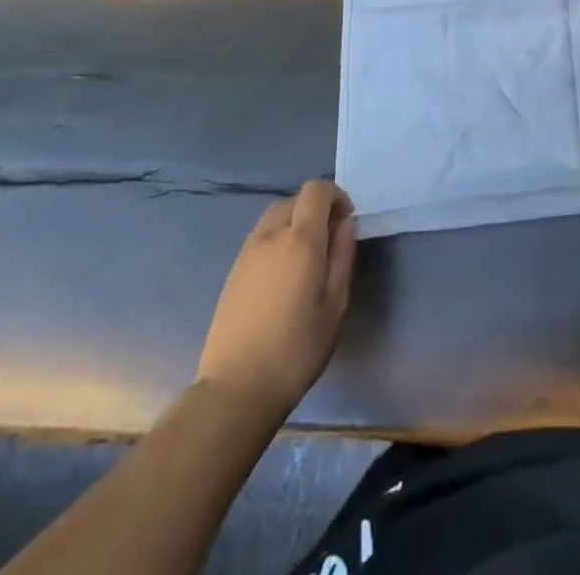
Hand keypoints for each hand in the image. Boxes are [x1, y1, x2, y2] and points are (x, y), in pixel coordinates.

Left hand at [197, 180, 355, 419]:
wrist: (235, 389)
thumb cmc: (296, 349)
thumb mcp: (335, 305)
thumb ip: (342, 256)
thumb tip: (345, 224)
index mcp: (300, 240)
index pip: (316, 190)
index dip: (336, 196)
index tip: (346, 222)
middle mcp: (271, 235)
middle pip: (295, 199)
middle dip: (316, 209)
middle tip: (329, 241)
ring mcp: (247, 251)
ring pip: (275, 215)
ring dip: (294, 222)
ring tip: (305, 258)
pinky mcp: (233, 270)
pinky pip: (260, 236)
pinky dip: (277, 239)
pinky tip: (282, 275)